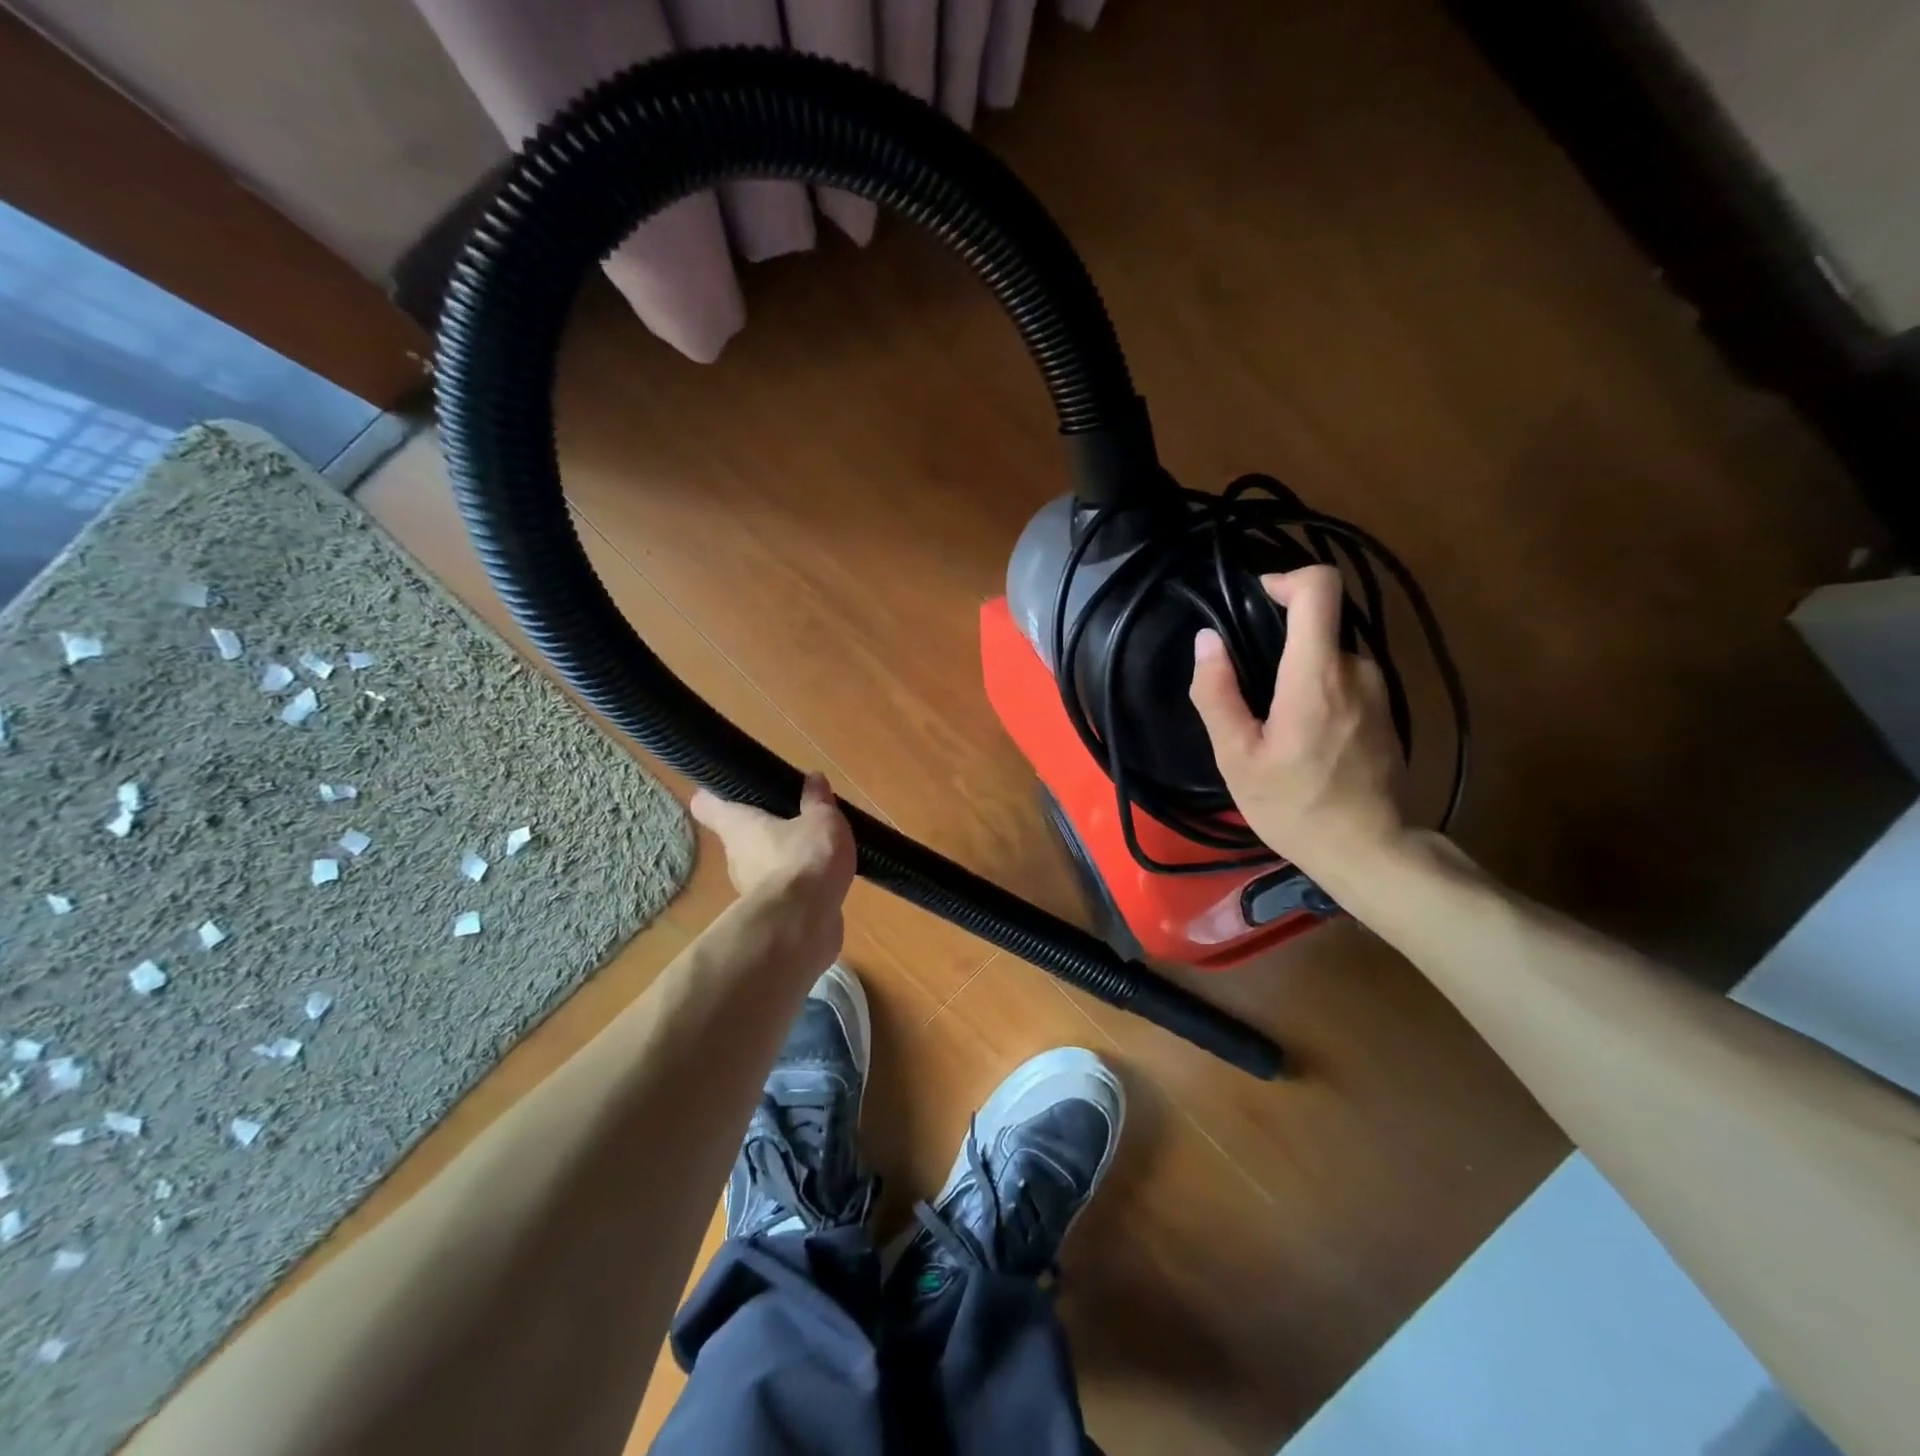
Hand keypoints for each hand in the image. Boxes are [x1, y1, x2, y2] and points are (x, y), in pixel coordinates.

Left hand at [690, 772, 855, 903]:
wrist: (804, 922)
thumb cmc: (805, 858)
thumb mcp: (821, 819)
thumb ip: (817, 800)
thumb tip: (812, 778)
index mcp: (738, 826)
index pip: (709, 805)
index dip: (716, 794)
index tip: (731, 787)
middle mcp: (736, 856)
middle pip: (742, 835)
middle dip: (765, 827)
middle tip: (794, 815)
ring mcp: (750, 888)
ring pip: (763, 864)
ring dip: (784, 857)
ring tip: (816, 847)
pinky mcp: (770, 913)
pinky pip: (782, 889)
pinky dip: (797, 884)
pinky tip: (822, 877)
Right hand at [1188, 565, 1406, 880]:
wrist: (1370, 851)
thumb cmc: (1295, 805)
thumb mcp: (1237, 757)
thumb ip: (1217, 692)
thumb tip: (1205, 640)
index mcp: (1317, 673)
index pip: (1320, 588)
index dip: (1286, 578)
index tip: (1255, 599)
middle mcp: (1357, 669)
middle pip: (1319, 623)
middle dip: (1280, 640)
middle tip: (1247, 685)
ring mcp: (1379, 690)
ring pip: (1330, 655)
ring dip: (1298, 671)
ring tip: (1271, 720)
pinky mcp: (1386, 712)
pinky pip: (1345, 680)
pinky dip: (1318, 690)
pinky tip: (1301, 737)